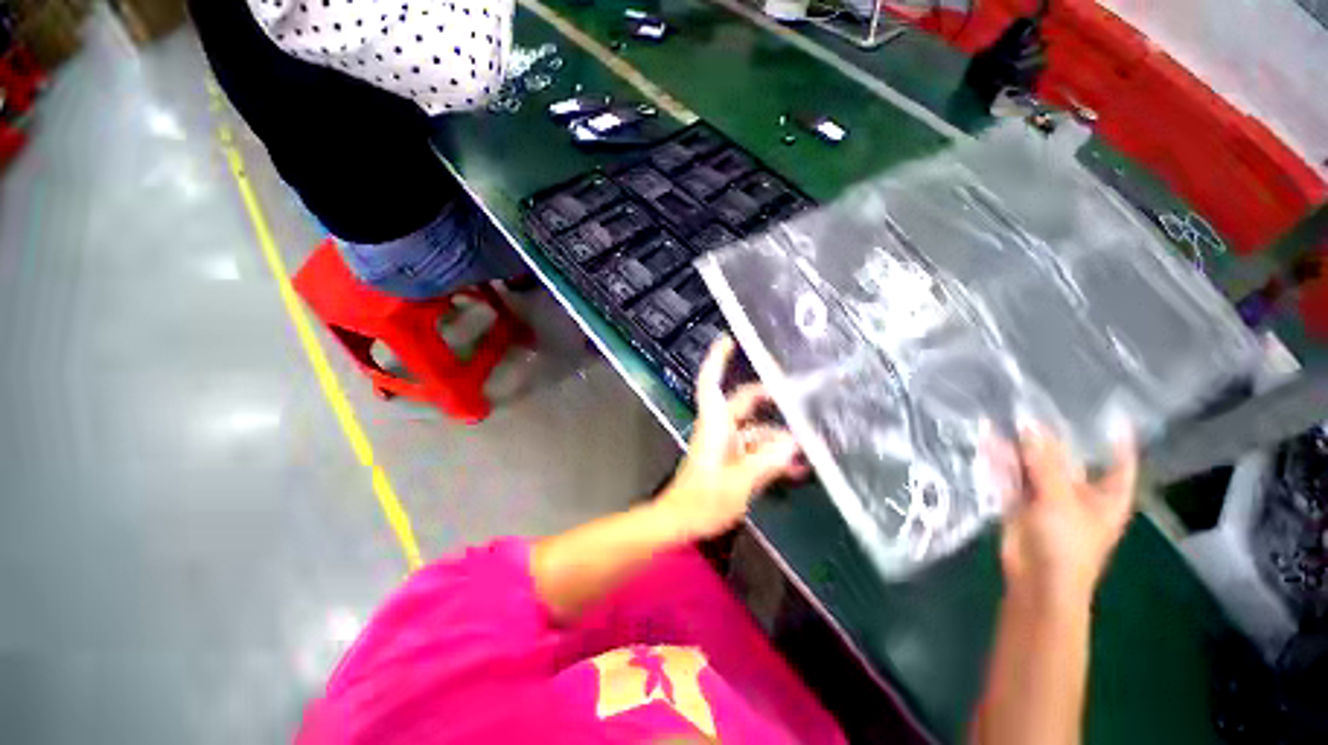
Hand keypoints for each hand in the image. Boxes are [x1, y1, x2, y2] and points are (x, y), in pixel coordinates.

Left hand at [658, 335, 806, 540]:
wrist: (682, 522)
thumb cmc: (701, 501)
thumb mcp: (737, 484)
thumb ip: (765, 462)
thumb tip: (793, 443)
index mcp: (714, 425)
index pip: (711, 383)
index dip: (717, 360)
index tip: (729, 340)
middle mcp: (720, 429)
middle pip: (744, 403)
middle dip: (770, 398)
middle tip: (800, 395)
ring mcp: (726, 445)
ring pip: (756, 430)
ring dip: (779, 438)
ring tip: (808, 449)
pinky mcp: (731, 461)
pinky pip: (756, 450)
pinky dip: (773, 455)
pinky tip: (796, 468)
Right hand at [999, 425, 1137, 612]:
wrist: (1036, 580)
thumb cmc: (1067, 544)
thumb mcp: (1061, 499)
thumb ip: (1044, 462)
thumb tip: (1029, 425)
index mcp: (1107, 496)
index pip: (1119, 462)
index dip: (1116, 439)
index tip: (1109, 412)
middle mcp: (1079, 494)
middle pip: (1069, 459)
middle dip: (1052, 436)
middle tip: (1034, 404)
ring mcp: (1047, 498)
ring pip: (1034, 465)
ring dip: (1020, 446)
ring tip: (1004, 417)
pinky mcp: (1019, 503)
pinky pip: (1011, 475)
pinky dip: (1000, 460)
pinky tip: (988, 440)